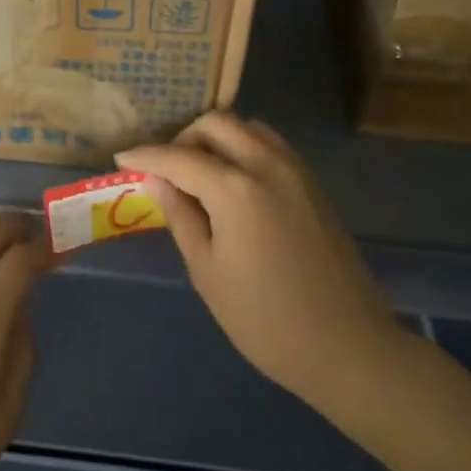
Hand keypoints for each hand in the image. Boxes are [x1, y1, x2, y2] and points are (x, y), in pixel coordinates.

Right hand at [119, 113, 401, 410]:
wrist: (348, 346)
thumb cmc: (266, 319)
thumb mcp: (208, 272)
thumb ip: (181, 216)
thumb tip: (159, 181)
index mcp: (236, 189)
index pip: (179, 157)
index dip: (145, 156)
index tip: (121, 158)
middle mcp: (268, 165)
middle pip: (217, 124)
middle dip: (183, 138)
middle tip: (165, 170)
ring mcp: (297, 172)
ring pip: (248, 129)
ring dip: (216, 139)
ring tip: (197, 174)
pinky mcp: (313, 186)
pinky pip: (270, 147)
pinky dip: (243, 149)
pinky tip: (231, 184)